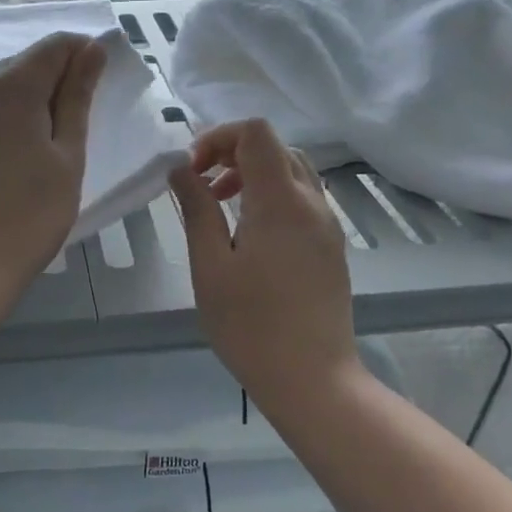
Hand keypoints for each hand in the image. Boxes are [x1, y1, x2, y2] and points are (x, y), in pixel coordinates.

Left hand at [0, 32, 106, 292]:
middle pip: (18, 68)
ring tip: (33, 148)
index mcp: (10, 87)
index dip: (80, 55)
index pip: (53, 47)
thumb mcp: (67, 156)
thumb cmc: (30, 214)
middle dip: (48, 83)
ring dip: (16, 106)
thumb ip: (77, 98)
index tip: (96, 80)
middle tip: (69, 125)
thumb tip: (90, 50)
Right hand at [168, 119, 361, 412]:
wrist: (313, 379)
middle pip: (276, 147)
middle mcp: (311, 202)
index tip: (192, 171)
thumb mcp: (210, 266)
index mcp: (280, 200)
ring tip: (222, 207)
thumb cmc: (251, 325)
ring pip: (293, 172)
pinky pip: (303, 200)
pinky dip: (273, 196)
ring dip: (254, 174)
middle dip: (233, 153)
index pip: (256, 132)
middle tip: (202, 187)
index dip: (219, 137)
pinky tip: (250, 234)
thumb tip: (180, 169)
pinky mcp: (332, 247)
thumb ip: (196, 209)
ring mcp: (327, 225)